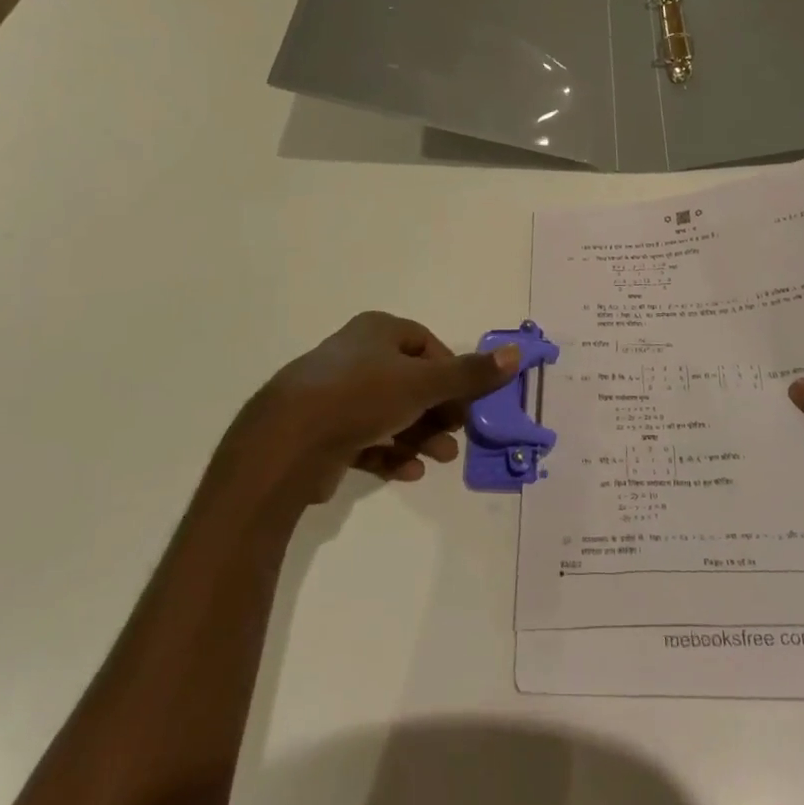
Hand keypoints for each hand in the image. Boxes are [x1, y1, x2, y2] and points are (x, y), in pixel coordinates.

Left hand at [233, 311, 518, 501]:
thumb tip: (515, 353)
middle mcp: (356, 356)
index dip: (451, 373)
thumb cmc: (362, 396)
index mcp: (377, 331)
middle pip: (410, 382)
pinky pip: (366, 439)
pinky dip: (390, 453)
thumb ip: (470, 374)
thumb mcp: (425, 383)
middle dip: (437, 412)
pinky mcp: (323, 431)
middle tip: (455, 437)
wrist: (288, 441)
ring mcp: (336, 394)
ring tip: (438, 460)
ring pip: (390, 413)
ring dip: (418, 436)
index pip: (426, 345)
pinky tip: (406, 473)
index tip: (466, 403)